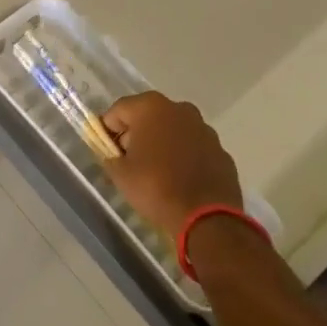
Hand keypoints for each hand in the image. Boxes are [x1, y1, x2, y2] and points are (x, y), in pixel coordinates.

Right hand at [102, 92, 239, 243]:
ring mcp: (204, 129)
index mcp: (151, 108)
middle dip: (136, 134)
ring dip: (161, 144)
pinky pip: (193, 148)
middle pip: (147, 116)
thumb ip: (111, 157)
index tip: (106, 150)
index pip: (118, 110)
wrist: (206, 217)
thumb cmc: (155, 187)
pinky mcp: (220, 150)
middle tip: (129, 161)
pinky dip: (183, 157)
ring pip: (173, 130)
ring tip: (155, 172)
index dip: (108, 130)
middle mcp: (180, 109)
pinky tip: (179, 179)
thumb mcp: (120, 174)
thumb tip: (115, 155)